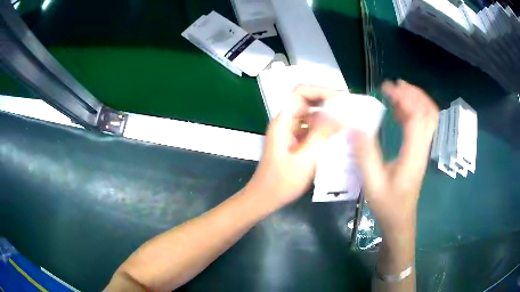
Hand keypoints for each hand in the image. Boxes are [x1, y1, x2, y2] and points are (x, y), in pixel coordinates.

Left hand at [246, 85, 343, 210]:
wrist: (265, 198)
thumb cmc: (281, 182)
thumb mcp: (305, 159)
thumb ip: (322, 135)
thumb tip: (341, 114)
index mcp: (283, 122)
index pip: (301, 93)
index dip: (321, 91)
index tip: (342, 99)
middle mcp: (286, 122)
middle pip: (307, 101)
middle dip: (329, 102)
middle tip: (350, 108)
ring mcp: (289, 131)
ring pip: (310, 115)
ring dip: (328, 115)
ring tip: (348, 120)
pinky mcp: (294, 141)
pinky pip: (310, 128)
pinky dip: (324, 128)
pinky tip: (337, 135)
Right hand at [353, 80, 438, 233]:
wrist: (400, 221)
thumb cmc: (388, 205)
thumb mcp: (372, 183)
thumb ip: (365, 154)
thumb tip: (354, 125)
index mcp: (413, 154)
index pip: (417, 116)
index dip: (404, 98)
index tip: (386, 88)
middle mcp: (422, 148)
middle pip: (429, 112)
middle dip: (414, 93)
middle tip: (395, 84)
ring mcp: (423, 150)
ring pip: (428, 117)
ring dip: (415, 100)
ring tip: (397, 91)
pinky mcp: (419, 152)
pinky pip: (422, 125)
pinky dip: (413, 111)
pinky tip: (399, 111)